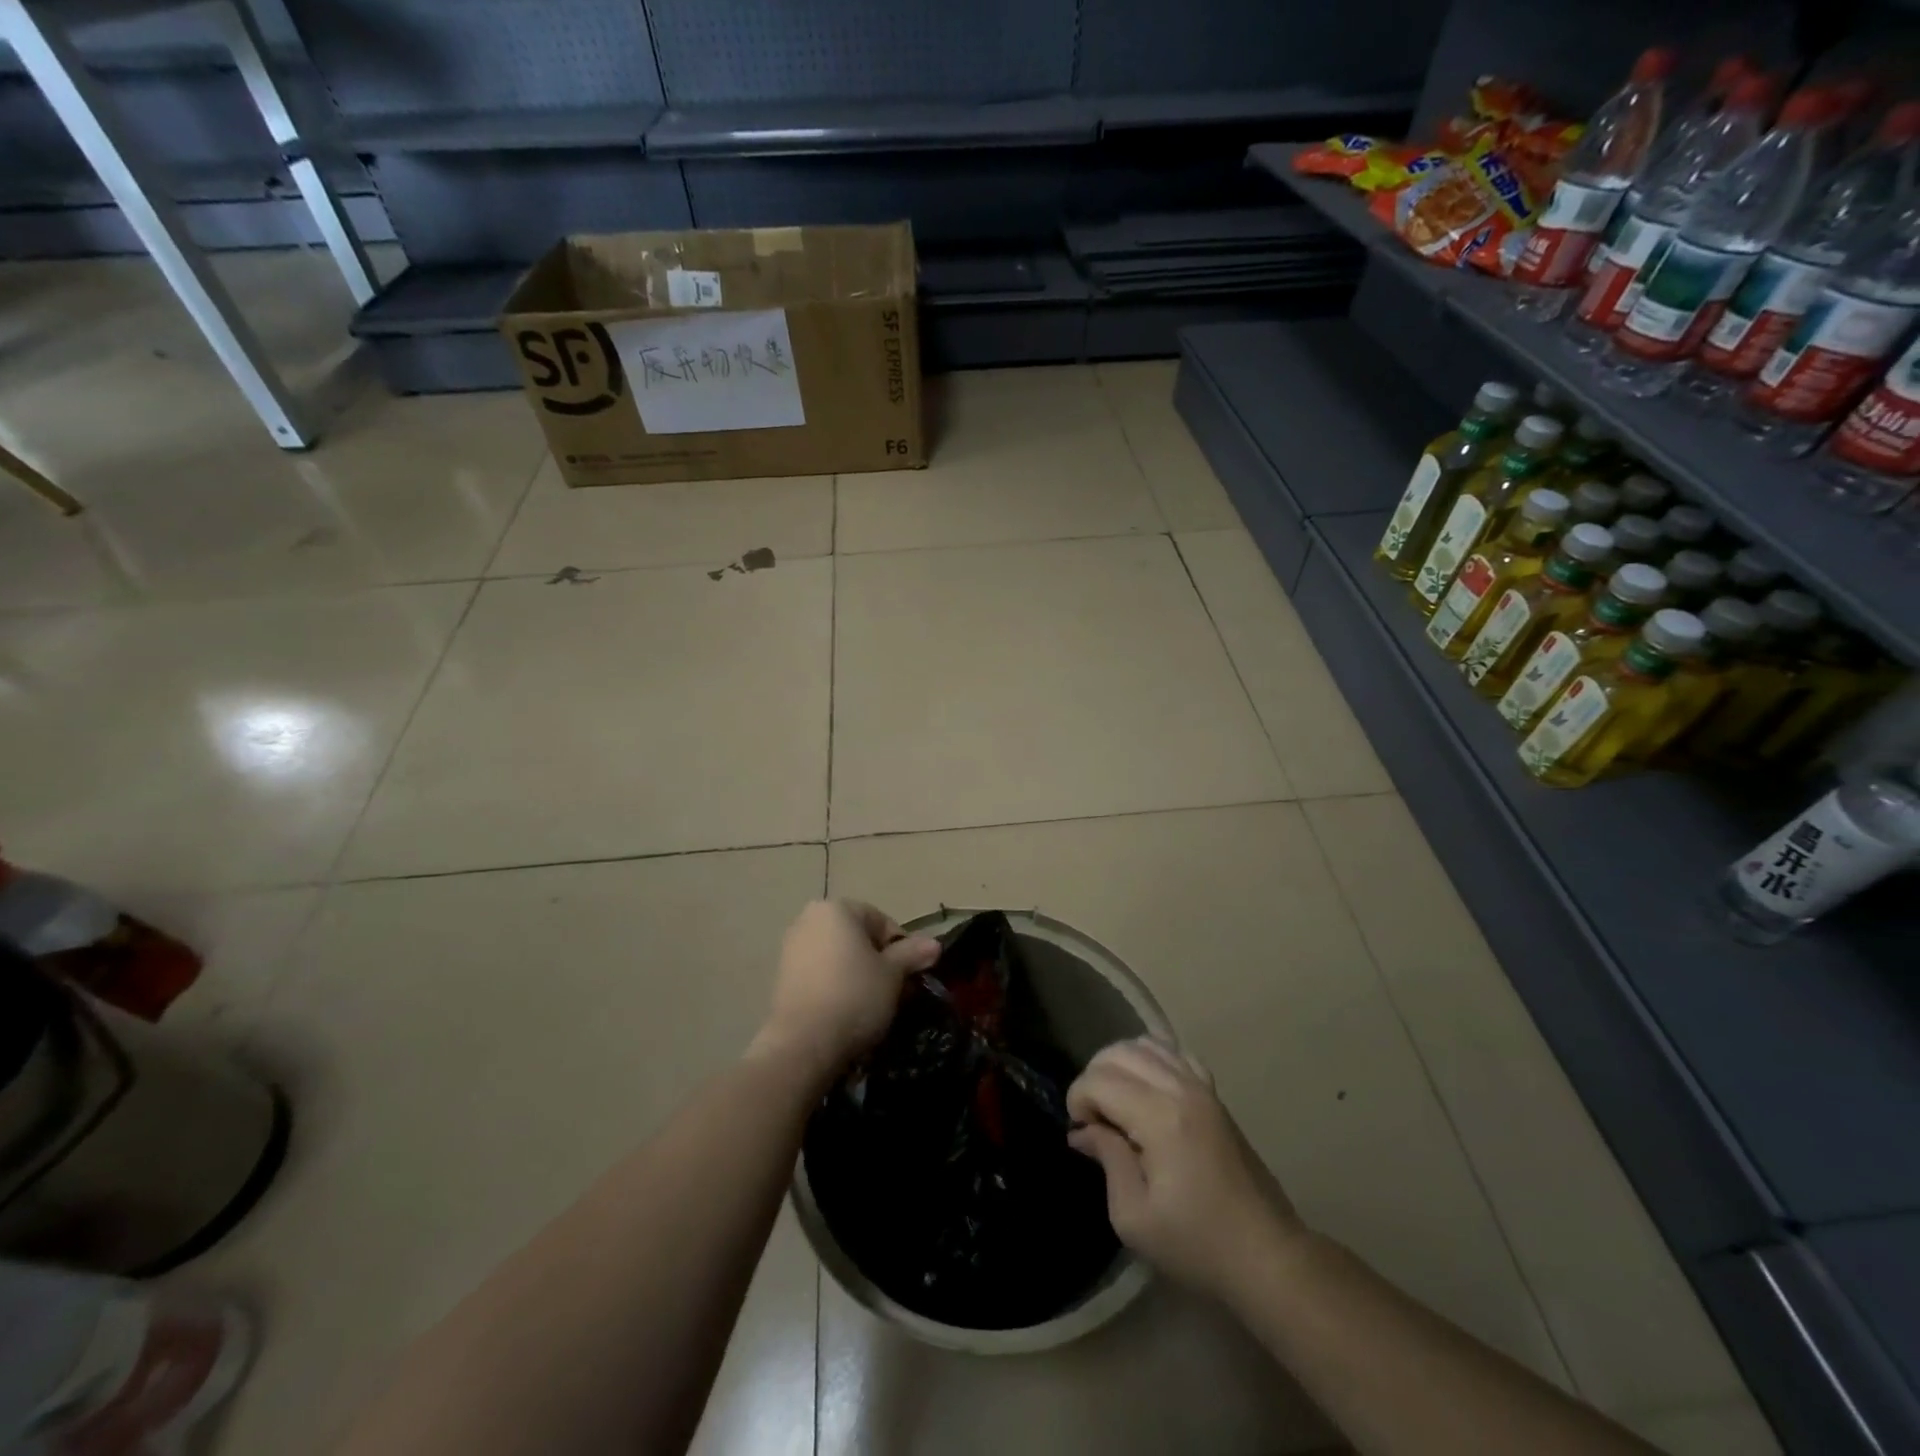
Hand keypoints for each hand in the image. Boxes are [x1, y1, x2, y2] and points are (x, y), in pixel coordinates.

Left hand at [756, 900, 939, 1079]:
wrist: (803, 1044)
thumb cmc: (855, 996)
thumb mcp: (893, 974)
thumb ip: (912, 953)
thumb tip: (934, 944)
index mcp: (836, 909)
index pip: (881, 920)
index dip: (901, 947)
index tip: (910, 975)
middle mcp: (808, 919)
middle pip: (857, 937)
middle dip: (878, 961)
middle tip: (894, 991)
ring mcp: (791, 948)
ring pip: (838, 956)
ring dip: (857, 974)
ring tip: (872, 1005)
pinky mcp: (781, 978)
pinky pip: (819, 974)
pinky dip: (836, 986)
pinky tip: (846, 1012)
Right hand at [1067, 1038, 1304, 1300]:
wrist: (1267, 1256)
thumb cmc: (1198, 1245)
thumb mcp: (1134, 1217)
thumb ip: (1107, 1159)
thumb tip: (1083, 1130)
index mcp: (1160, 1117)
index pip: (1099, 1080)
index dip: (1078, 1101)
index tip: (1080, 1134)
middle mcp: (1180, 1088)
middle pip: (1118, 1052)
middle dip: (1093, 1078)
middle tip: (1093, 1119)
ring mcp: (1202, 1086)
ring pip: (1145, 1044)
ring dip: (1119, 1065)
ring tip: (1115, 1103)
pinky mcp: (1214, 1093)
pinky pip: (1174, 1052)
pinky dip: (1151, 1059)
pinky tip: (1146, 1089)